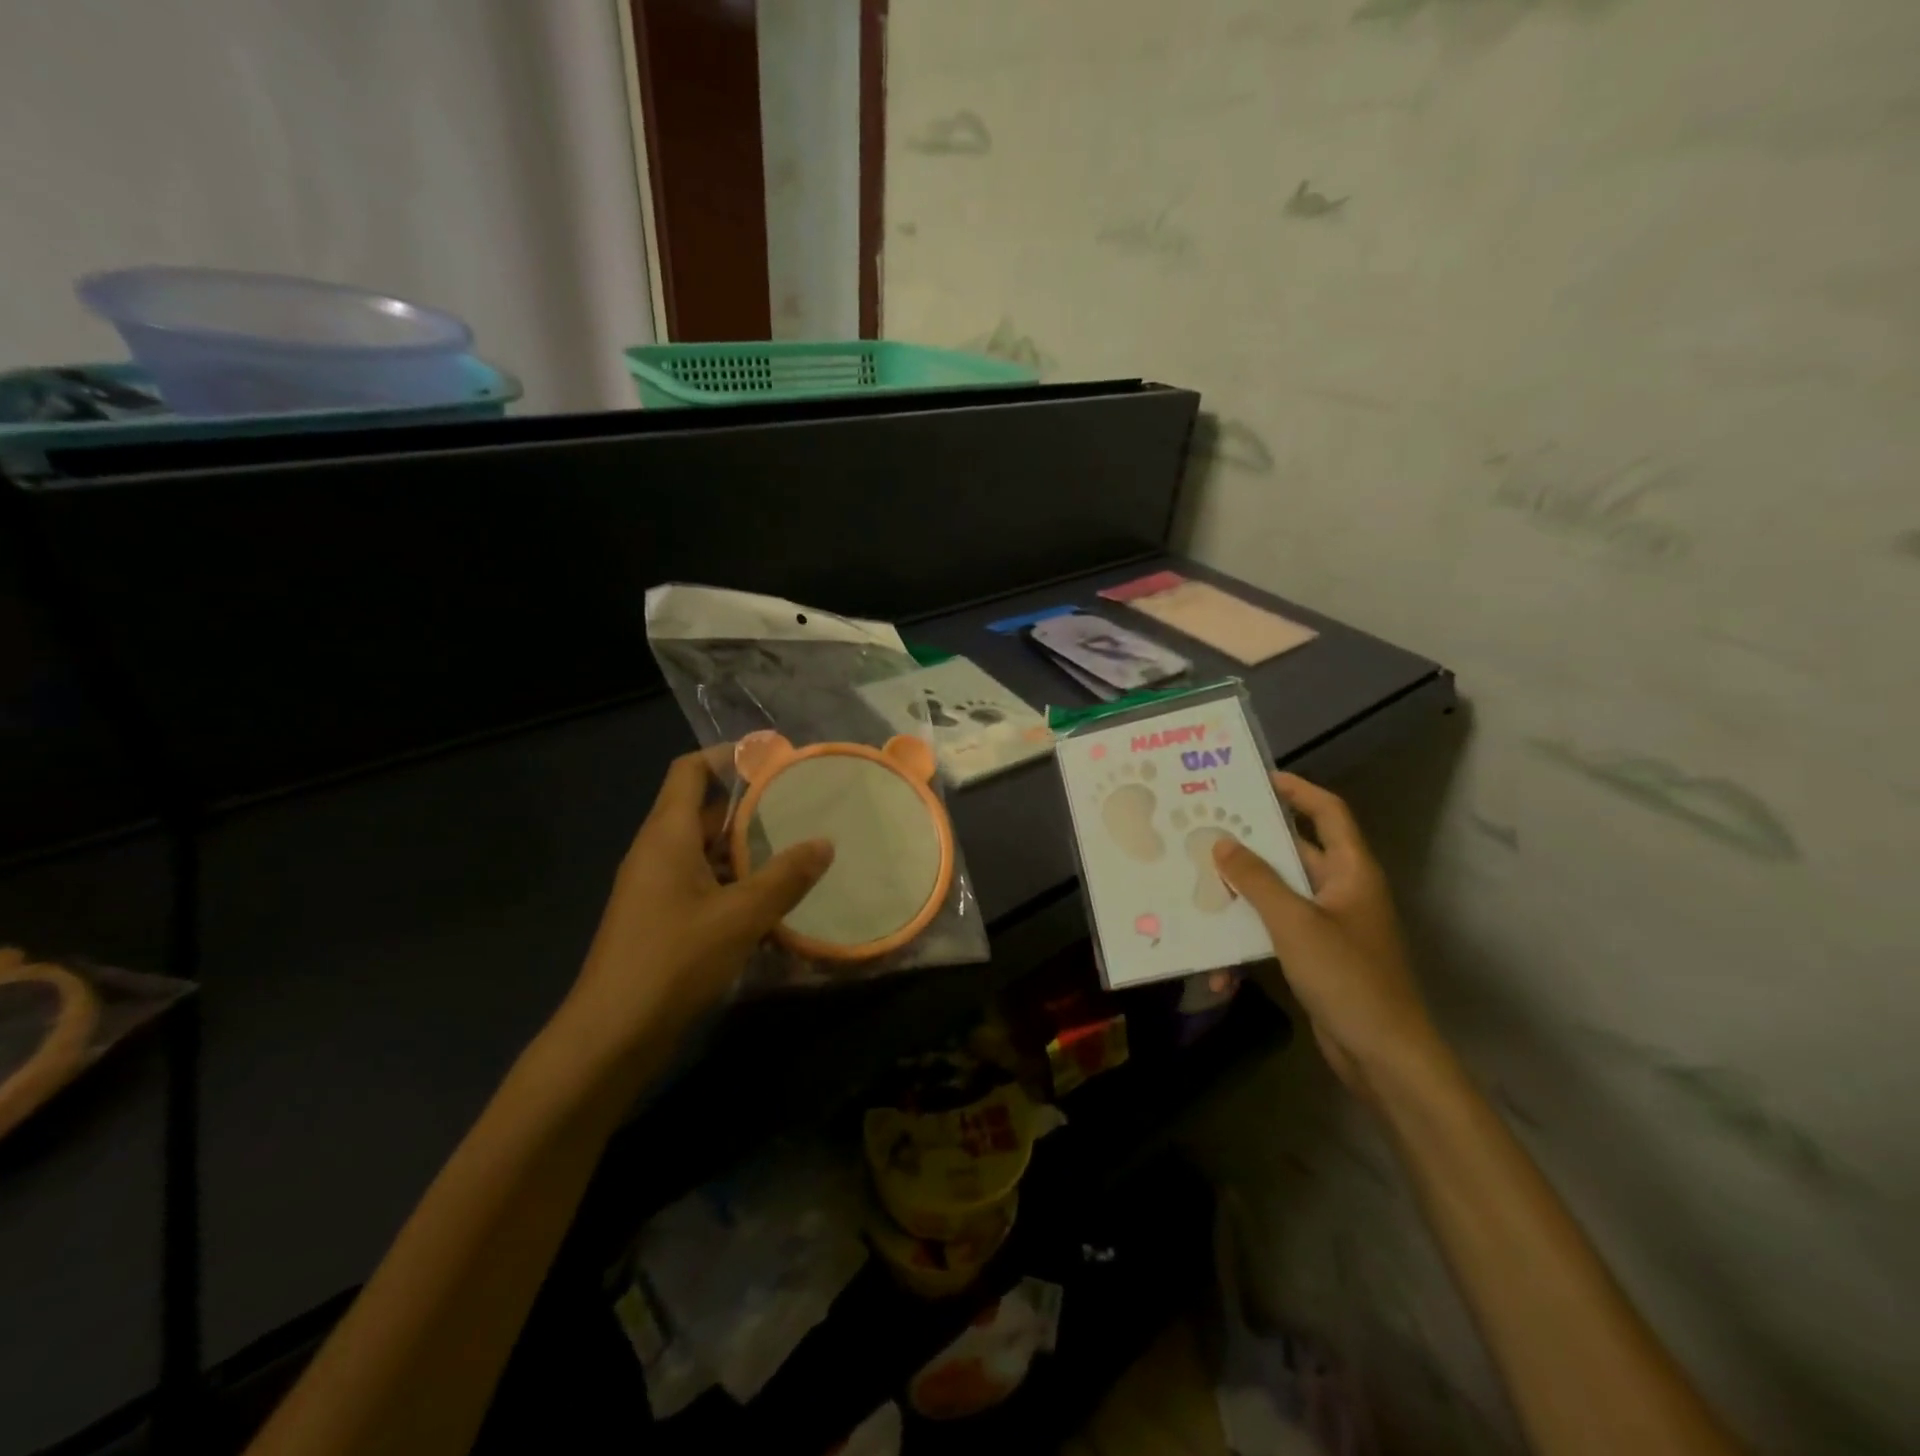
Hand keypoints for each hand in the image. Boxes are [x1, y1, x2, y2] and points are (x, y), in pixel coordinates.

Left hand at [563, 750, 833, 1047]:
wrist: (611, 1035)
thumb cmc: (673, 960)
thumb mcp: (741, 916)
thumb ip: (786, 877)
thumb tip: (825, 843)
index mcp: (667, 836)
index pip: (689, 771)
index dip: (726, 756)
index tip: (772, 758)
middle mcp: (657, 852)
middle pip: (702, 811)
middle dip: (750, 807)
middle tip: (800, 807)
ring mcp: (655, 888)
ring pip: (705, 852)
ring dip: (745, 850)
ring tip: (796, 851)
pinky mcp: (660, 919)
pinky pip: (702, 883)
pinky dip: (734, 883)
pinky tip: (771, 902)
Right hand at [1213, 773, 1442, 1103]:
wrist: (1384, 1056)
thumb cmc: (1347, 977)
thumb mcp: (1294, 922)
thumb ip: (1257, 880)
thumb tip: (1222, 843)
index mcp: (1351, 871)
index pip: (1328, 812)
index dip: (1298, 790)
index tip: (1257, 779)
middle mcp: (1342, 891)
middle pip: (1295, 852)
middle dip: (1253, 844)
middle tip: (1208, 830)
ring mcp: (1329, 926)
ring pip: (1279, 895)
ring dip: (1243, 897)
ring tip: (1200, 887)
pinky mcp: (1316, 957)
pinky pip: (1275, 934)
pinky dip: (1249, 943)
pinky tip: (1221, 969)